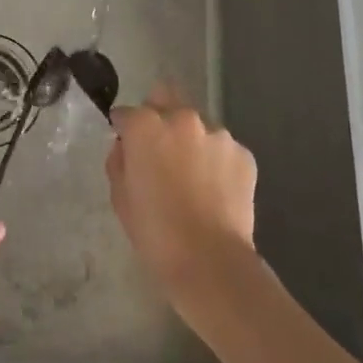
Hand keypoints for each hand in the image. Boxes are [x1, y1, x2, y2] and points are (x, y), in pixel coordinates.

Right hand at [107, 86, 257, 301]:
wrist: (211, 263)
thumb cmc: (156, 233)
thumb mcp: (120, 198)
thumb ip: (119, 160)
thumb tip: (127, 146)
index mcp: (146, 125)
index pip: (127, 113)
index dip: (124, 129)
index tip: (126, 146)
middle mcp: (182, 118)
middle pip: (165, 99)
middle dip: (159, 117)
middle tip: (161, 152)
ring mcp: (217, 133)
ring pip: (198, 125)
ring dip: (191, 140)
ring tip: (193, 178)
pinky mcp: (243, 153)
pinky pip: (223, 149)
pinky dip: (217, 162)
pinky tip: (215, 191)